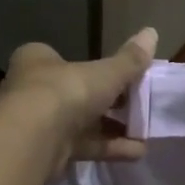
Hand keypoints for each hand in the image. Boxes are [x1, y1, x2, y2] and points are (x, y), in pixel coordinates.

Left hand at [0, 28, 157, 175]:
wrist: (34, 139)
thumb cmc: (66, 91)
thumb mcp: (105, 73)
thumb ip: (129, 60)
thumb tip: (152, 32)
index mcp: (37, 61)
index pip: (63, 59)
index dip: (91, 67)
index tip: (120, 76)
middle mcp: (32, 90)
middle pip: (75, 93)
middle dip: (107, 103)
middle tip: (137, 105)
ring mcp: (38, 123)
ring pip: (81, 123)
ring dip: (112, 129)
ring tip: (144, 133)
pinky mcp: (47, 151)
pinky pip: (83, 146)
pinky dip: (109, 148)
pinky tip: (137, 152)